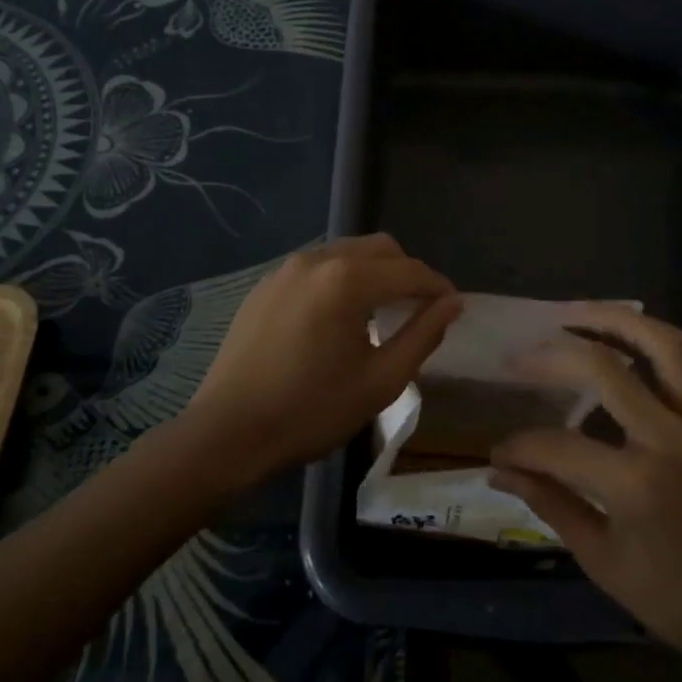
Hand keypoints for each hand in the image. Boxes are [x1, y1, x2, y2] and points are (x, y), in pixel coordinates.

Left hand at [180, 235, 461, 485]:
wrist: (227, 432)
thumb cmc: (311, 411)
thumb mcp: (380, 381)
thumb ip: (422, 335)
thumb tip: (452, 304)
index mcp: (347, 280)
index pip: (410, 271)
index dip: (438, 287)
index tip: (454, 307)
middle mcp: (318, 259)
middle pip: (380, 248)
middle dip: (408, 272)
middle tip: (420, 309)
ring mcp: (286, 269)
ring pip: (348, 252)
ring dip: (374, 273)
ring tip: (382, 312)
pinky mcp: (266, 285)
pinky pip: (318, 267)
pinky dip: (341, 280)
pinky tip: (338, 317)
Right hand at [489, 305, 681, 681]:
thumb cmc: (680, 604)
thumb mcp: (603, 562)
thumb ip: (551, 505)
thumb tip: (499, 472)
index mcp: (636, 483)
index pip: (557, 446)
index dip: (519, 447)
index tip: (499, 452)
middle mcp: (673, 439)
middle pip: (604, 368)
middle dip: (551, 357)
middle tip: (518, 357)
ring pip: (667, 346)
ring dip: (619, 320)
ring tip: (578, 313)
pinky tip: (659, 343)